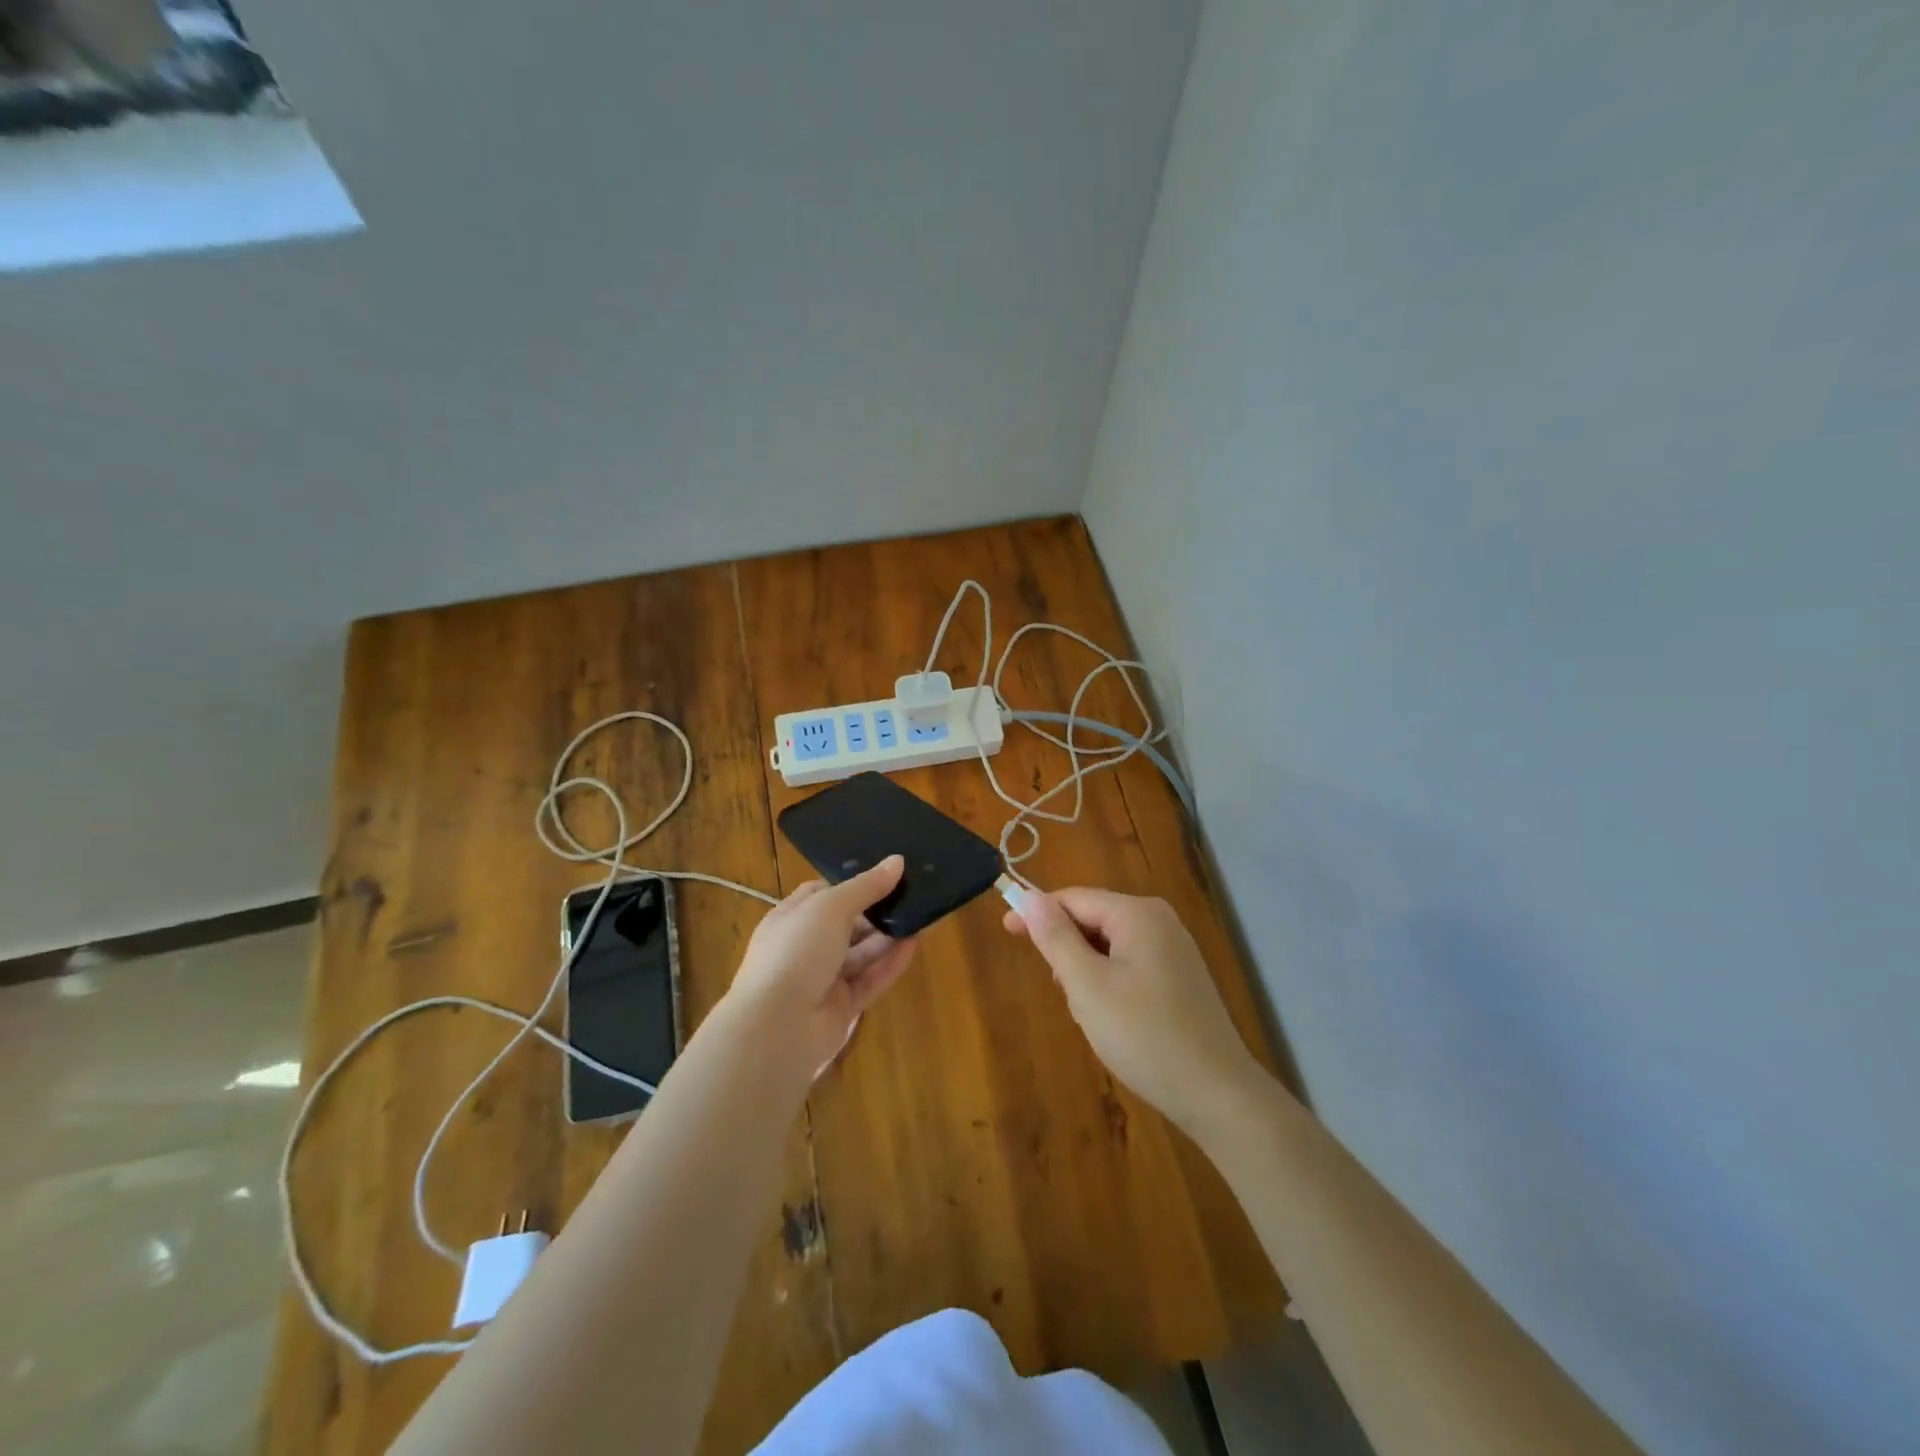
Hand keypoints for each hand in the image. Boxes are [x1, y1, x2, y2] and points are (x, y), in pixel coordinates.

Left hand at [719, 856, 917, 1077]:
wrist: (778, 1027)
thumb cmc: (797, 952)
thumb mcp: (831, 907)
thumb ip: (866, 886)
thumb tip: (897, 861)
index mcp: (791, 918)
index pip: (822, 894)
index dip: (852, 883)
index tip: (886, 873)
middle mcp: (805, 946)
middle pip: (847, 923)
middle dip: (877, 910)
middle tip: (913, 893)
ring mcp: (823, 979)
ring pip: (862, 953)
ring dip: (889, 936)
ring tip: (923, 916)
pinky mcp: (842, 1007)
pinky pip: (871, 979)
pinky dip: (891, 963)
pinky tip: (915, 945)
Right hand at [1005, 888, 1261, 1132]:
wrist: (1217, 1094)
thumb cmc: (1144, 1035)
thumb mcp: (1087, 985)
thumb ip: (1055, 937)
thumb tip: (1029, 896)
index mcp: (1138, 914)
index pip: (1074, 898)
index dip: (1037, 913)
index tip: (1005, 930)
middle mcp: (1159, 921)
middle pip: (1092, 919)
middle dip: (1068, 952)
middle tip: (1063, 994)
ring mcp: (1174, 949)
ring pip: (1109, 946)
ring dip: (1087, 973)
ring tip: (1091, 1015)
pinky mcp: (1180, 977)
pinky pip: (1129, 964)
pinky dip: (1110, 985)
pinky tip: (1114, 1021)